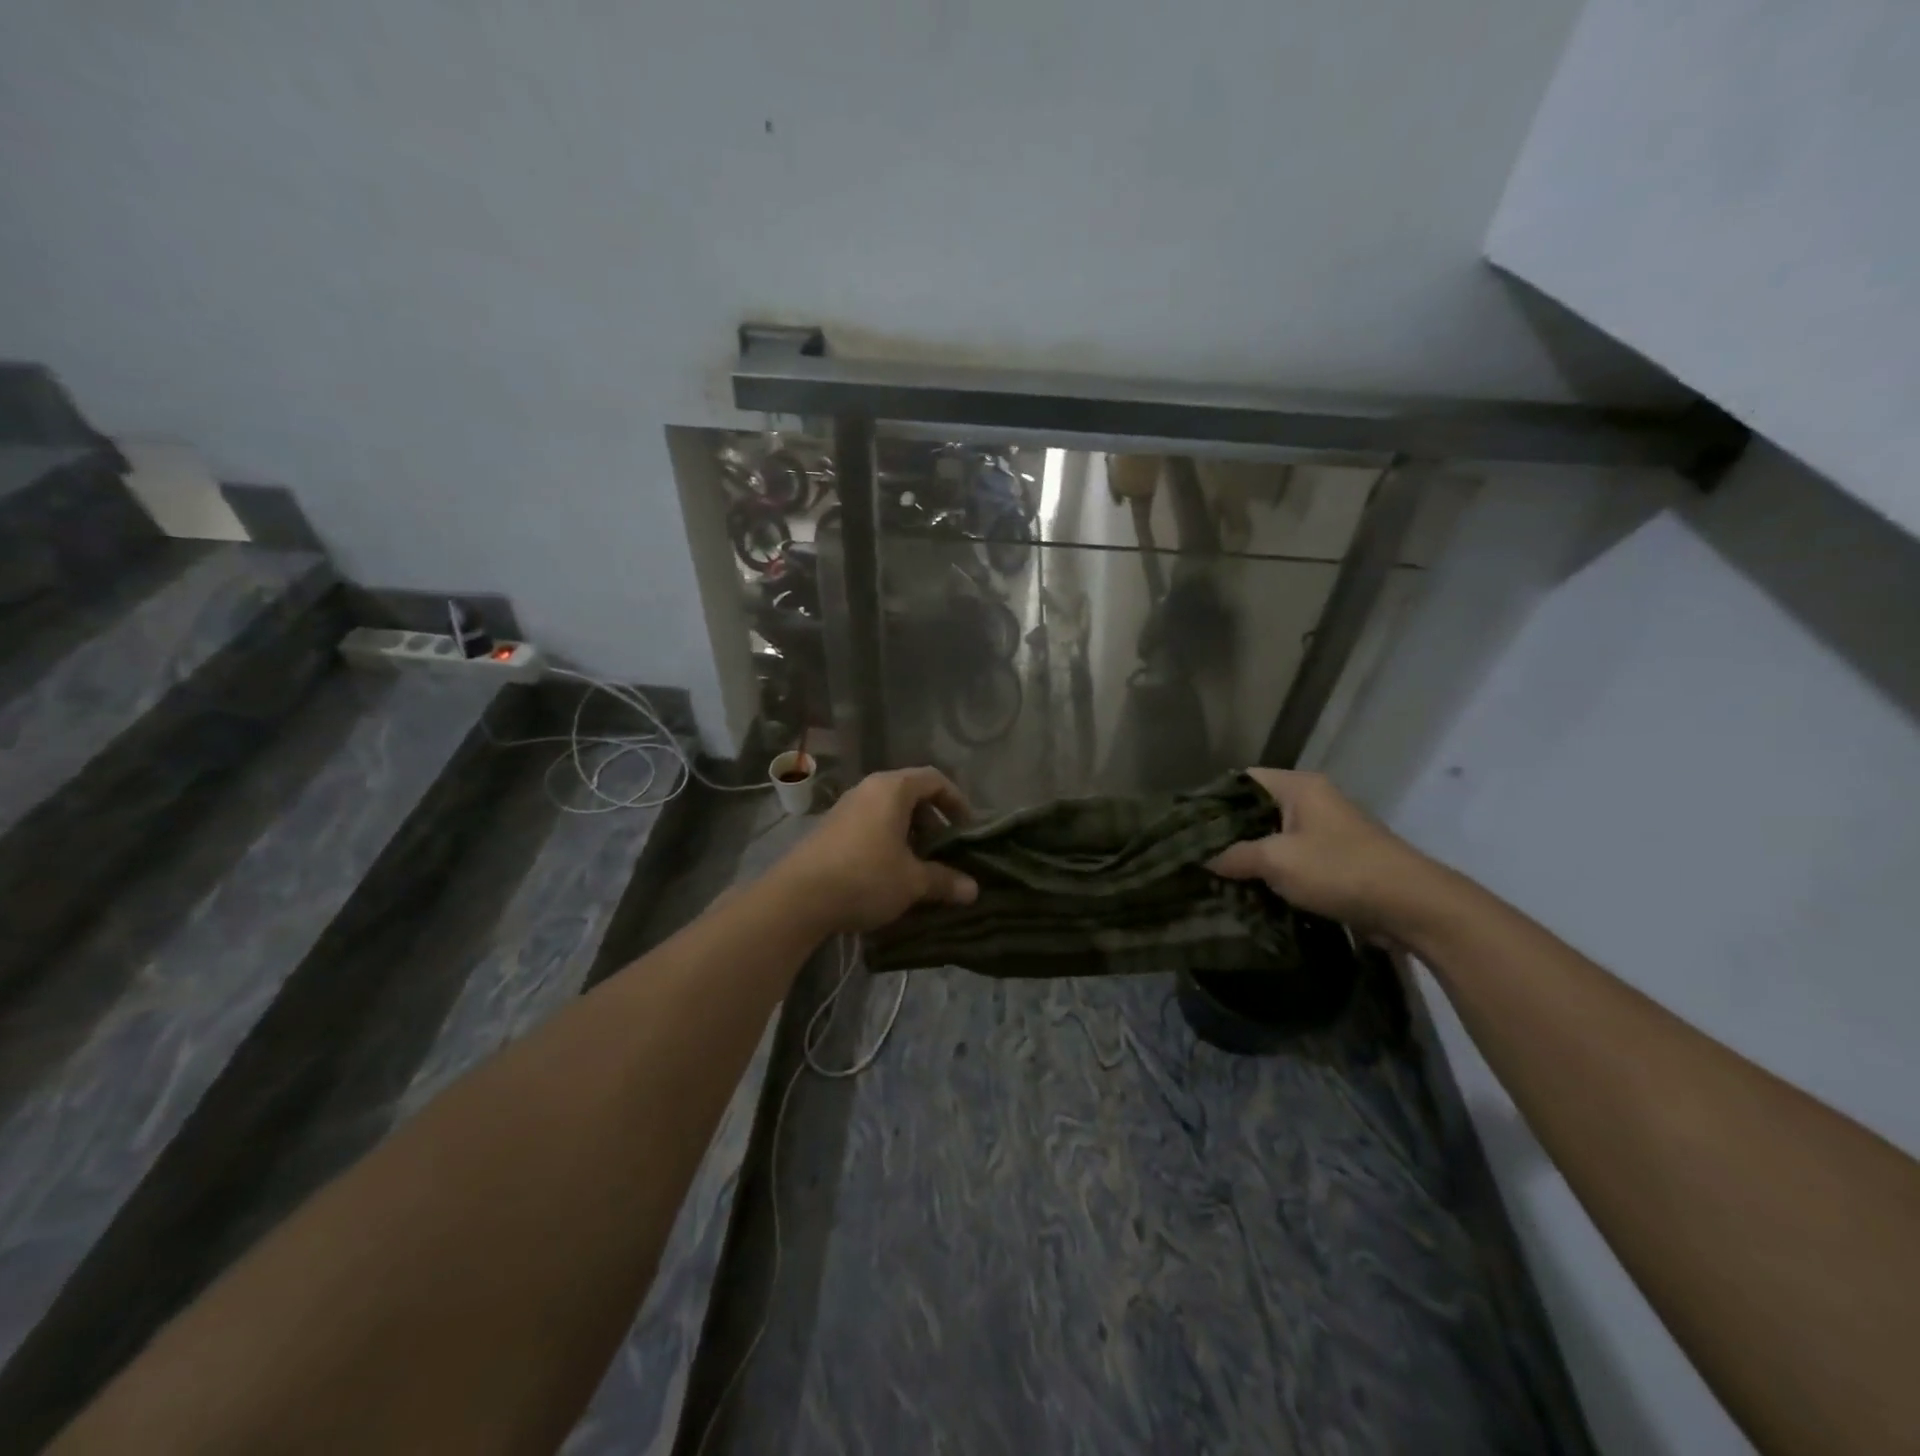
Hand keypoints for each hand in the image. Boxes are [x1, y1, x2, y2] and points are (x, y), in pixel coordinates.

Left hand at [772, 767, 979, 934]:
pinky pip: (869, 824)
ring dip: (909, 832)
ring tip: (919, 863)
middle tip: (945, 850)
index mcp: (892, 789)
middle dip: (933, 820)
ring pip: (888, 810)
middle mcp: (868, 789)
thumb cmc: (865, 877)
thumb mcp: (912, 882)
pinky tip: (889, 871)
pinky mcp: (830, 828)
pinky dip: (887, 839)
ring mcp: (845, 807)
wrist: (798, 898)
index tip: (968, 828)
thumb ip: (944, 881)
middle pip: (910, 793)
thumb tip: (973, 889)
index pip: (934, 779)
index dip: (956, 800)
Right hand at [1208, 769, 1441, 939]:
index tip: (1184, 824)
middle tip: (1192, 853)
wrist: (1413, 906)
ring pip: (1272, 836)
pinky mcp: (1334, 861)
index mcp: (1298, 787)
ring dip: (1247, 856)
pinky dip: (1269, 872)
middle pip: (1255, 809)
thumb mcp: (1277, 860)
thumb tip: (1203, 859)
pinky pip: (1290, 859)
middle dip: (1225, 832)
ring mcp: (1325, 831)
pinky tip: (1246, 890)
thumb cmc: (1340, 870)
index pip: (1241, 780)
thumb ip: (1235, 855)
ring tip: (1212, 874)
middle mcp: (1311, 801)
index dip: (1211, 798)